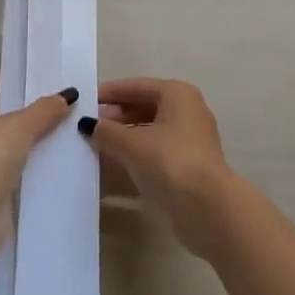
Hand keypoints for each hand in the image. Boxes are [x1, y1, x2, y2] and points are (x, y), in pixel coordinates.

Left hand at [0, 81, 75, 261]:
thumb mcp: (21, 126)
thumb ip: (45, 109)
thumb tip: (69, 94)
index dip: (11, 87)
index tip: (38, 87)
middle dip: (21, 116)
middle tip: (53, 111)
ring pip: (0, 146)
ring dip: (22, 144)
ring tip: (55, 136)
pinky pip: (3, 170)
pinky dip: (20, 167)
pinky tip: (45, 165)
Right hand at [80, 78, 234, 256]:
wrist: (208, 208)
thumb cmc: (169, 162)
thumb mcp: (131, 144)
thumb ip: (107, 131)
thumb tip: (89, 125)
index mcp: (177, 94)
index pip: (137, 86)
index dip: (110, 93)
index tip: (86, 101)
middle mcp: (188, 110)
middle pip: (146, 106)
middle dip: (117, 115)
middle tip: (90, 126)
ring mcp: (192, 138)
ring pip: (152, 129)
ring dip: (126, 135)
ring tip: (99, 145)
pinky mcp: (192, 163)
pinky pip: (158, 149)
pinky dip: (138, 152)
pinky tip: (118, 163)